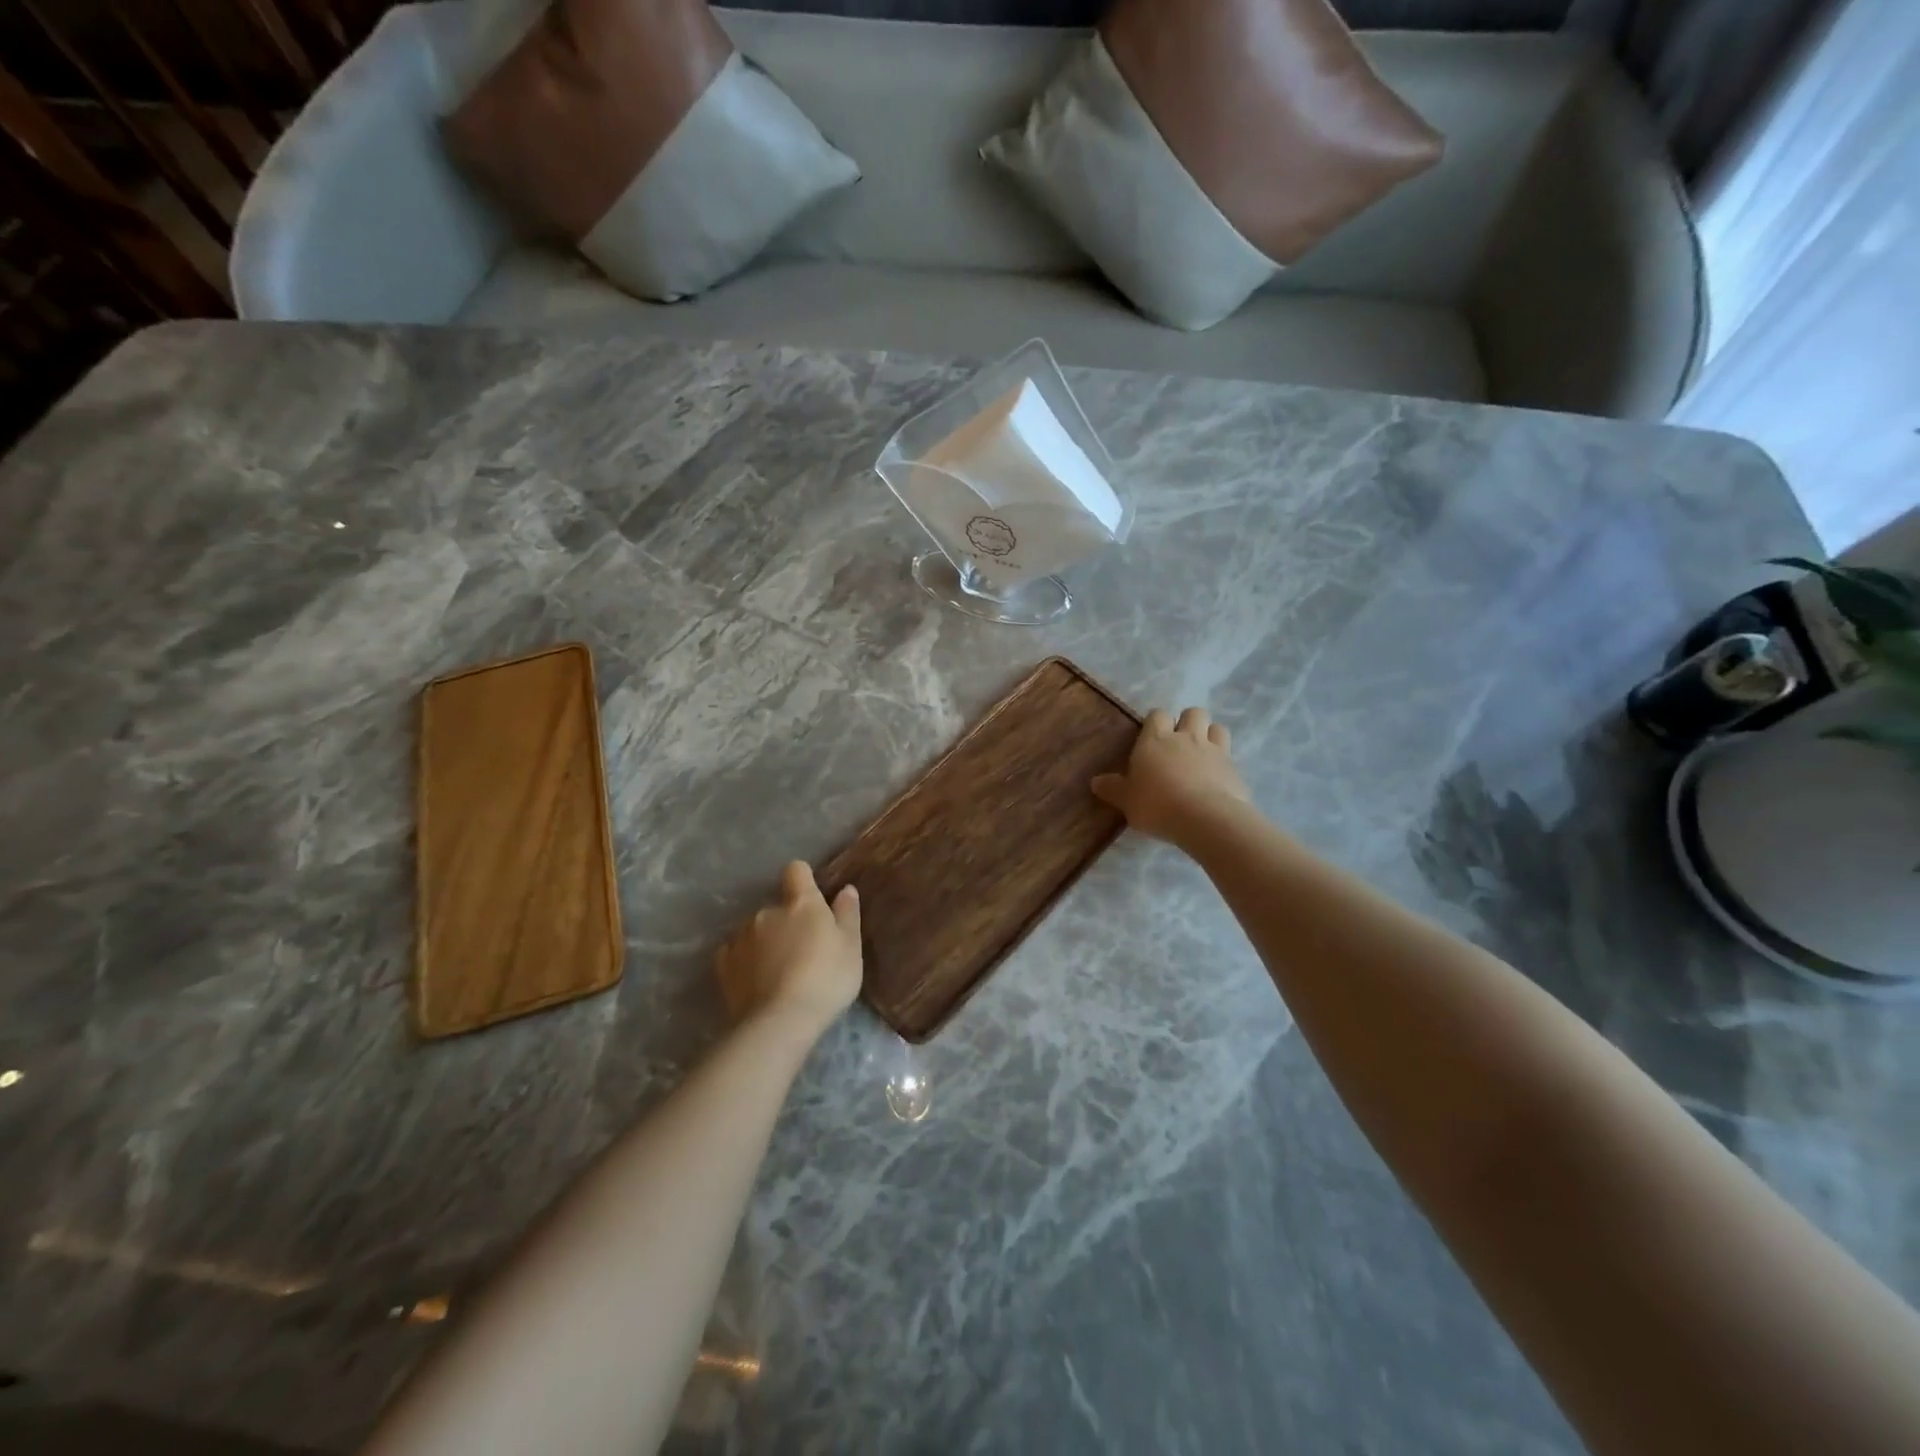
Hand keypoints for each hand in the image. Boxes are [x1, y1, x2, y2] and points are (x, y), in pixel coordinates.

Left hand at [715, 861, 862, 1034]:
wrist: (780, 1022)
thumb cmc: (826, 979)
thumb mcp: (851, 947)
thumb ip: (847, 914)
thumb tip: (846, 889)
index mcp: (801, 903)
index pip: (796, 870)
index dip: (804, 880)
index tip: (812, 898)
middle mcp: (767, 911)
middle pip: (777, 907)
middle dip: (787, 922)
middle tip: (803, 951)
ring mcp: (741, 937)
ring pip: (756, 930)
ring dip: (766, 941)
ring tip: (779, 972)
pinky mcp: (723, 965)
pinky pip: (735, 953)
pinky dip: (745, 961)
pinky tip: (756, 981)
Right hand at [1092, 707, 1250, 845]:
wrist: (1206, 819)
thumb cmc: (1157, 805)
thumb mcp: (1127, 801)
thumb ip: (1113, 789)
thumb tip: (1096, 781)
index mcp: (1155, 740)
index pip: (1157, 715)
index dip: (1155, 723)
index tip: (1151, 738)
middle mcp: (1186, 737)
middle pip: (1193, 712)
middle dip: (1187, 722)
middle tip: (1179, 743)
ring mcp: (1214, 750)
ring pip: (1217, 727)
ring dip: (1210, 735)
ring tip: (1202, 755)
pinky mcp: (1235, 768)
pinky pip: (1230, 756)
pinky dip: (1224, 763)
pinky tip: (1217, 780)